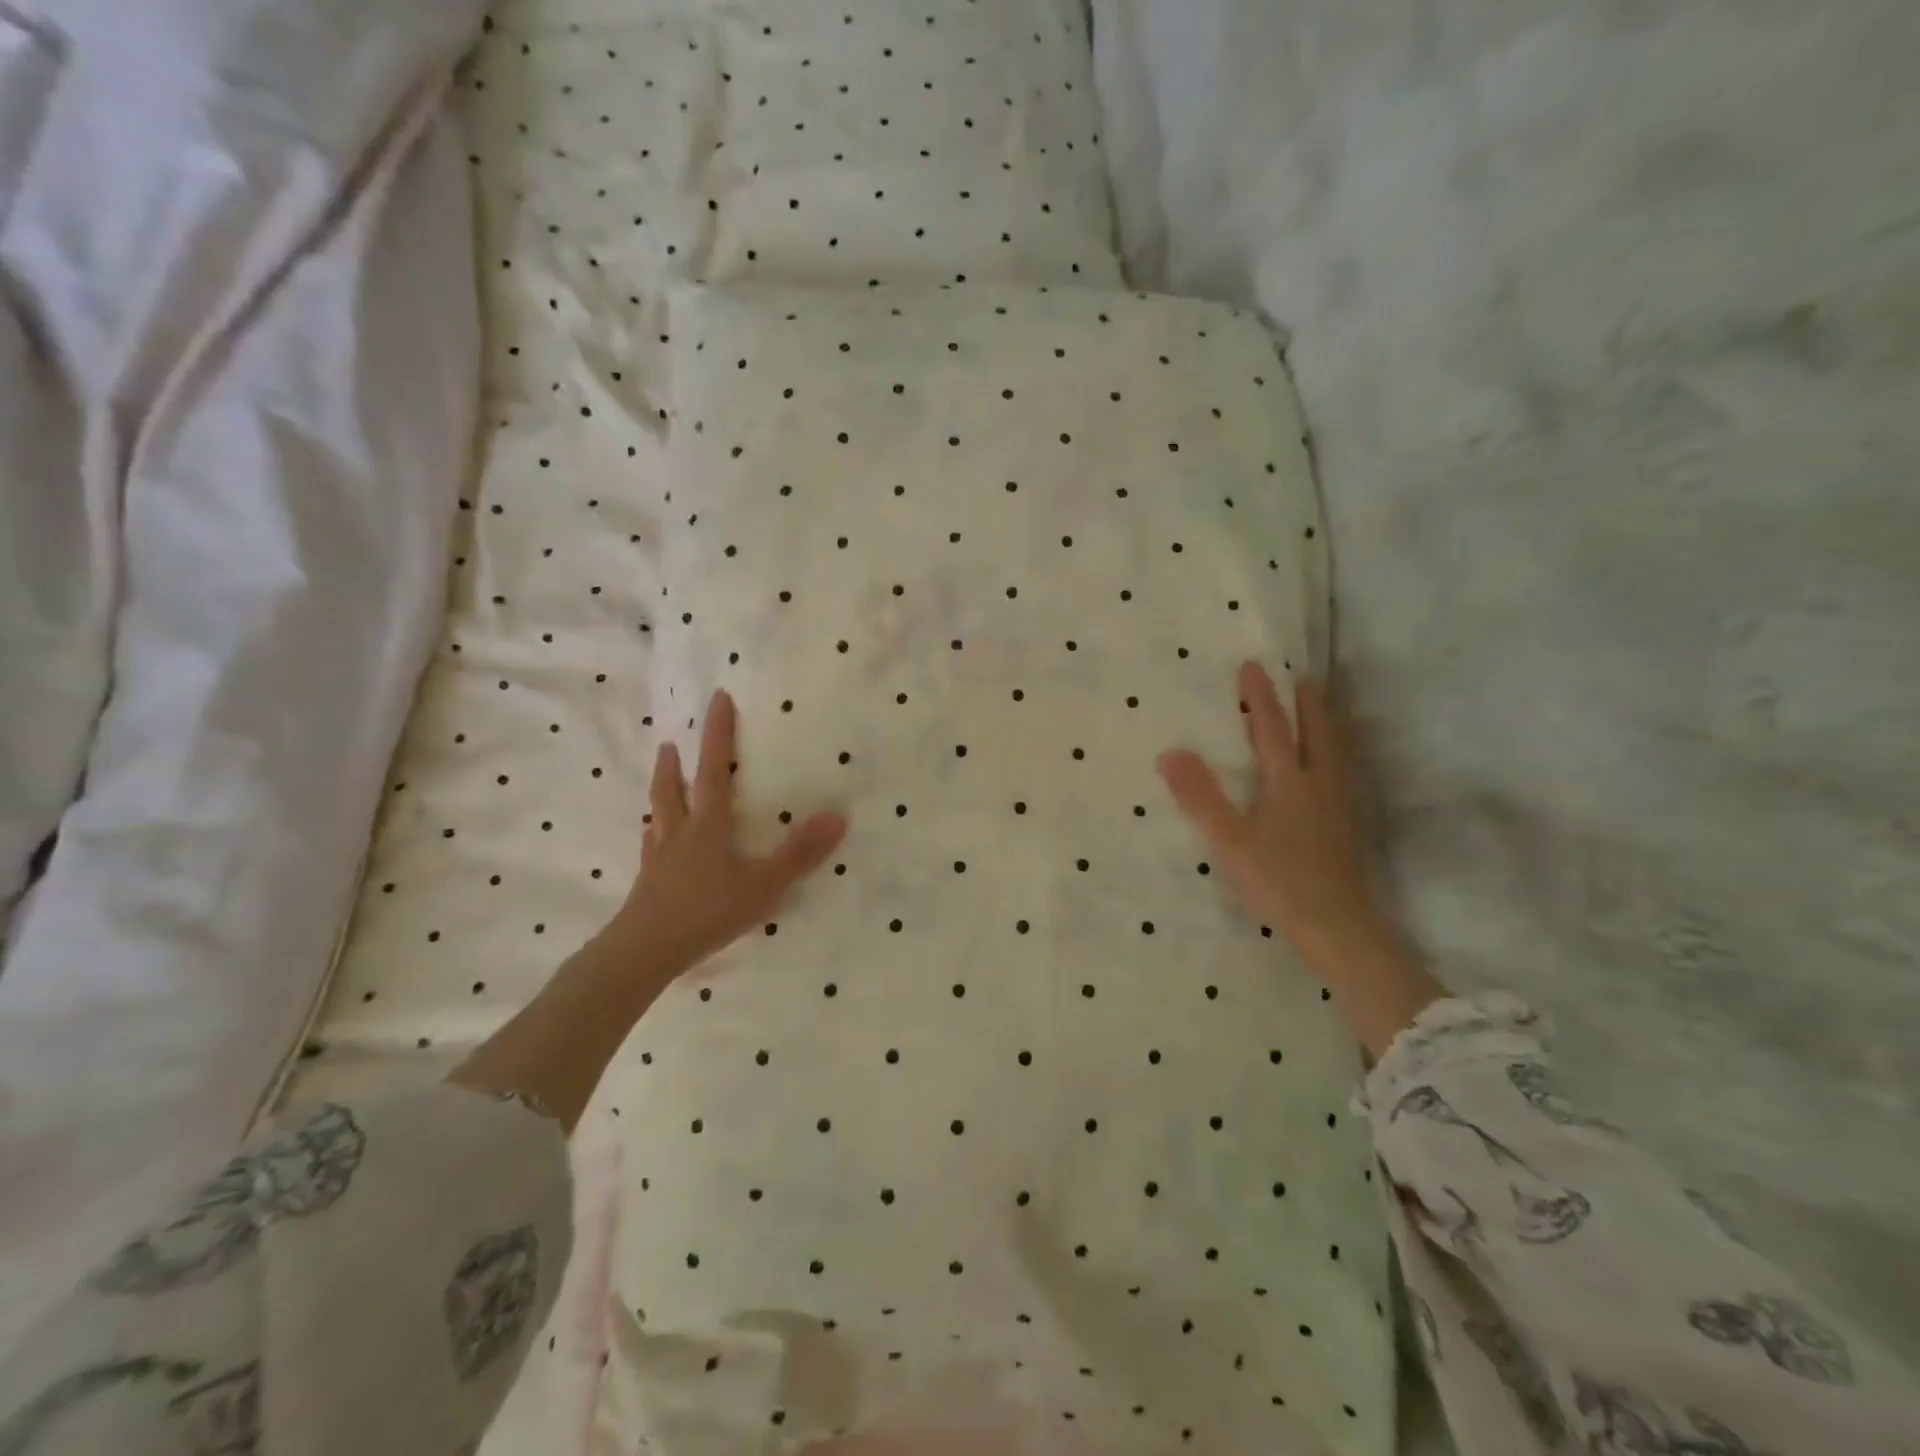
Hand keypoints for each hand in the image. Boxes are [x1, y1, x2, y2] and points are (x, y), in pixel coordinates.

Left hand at [614, 687, 848, 975]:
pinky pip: (650, 847)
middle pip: (673, 788)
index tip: (718, 698)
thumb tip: (838, 816)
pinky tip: (651, 838)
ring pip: (658, 814)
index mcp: (708, 825)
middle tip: (671, 741)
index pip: (714, 769)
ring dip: (661, 790)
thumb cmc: (707, 912)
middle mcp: (679, 833)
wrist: (645, 952)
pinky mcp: (648, 883)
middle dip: (676, 763)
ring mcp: (659, 858)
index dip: (718, 733)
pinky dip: (653, 833)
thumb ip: (800, 852)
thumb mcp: (763, 884)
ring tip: (661, 775)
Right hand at [1157, 662, 1378, 957]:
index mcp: (1289, 783)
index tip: (1253, 666)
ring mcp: (1336, 808)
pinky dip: (1330, 755)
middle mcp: (1318, 786)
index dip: (1260, 698)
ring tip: (1319, 712)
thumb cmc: (1278, 881)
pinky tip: (1326, 773)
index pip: (1272, 729)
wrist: (1337, 929)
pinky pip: (1337, 774)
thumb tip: (1170, 751)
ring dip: (1323, 726)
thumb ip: (1200, 797)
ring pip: (1333, 754)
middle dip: (1306, 704)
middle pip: (1315, 734)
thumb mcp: (1230, 840)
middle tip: (1302, 678)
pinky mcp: (1344, 829)